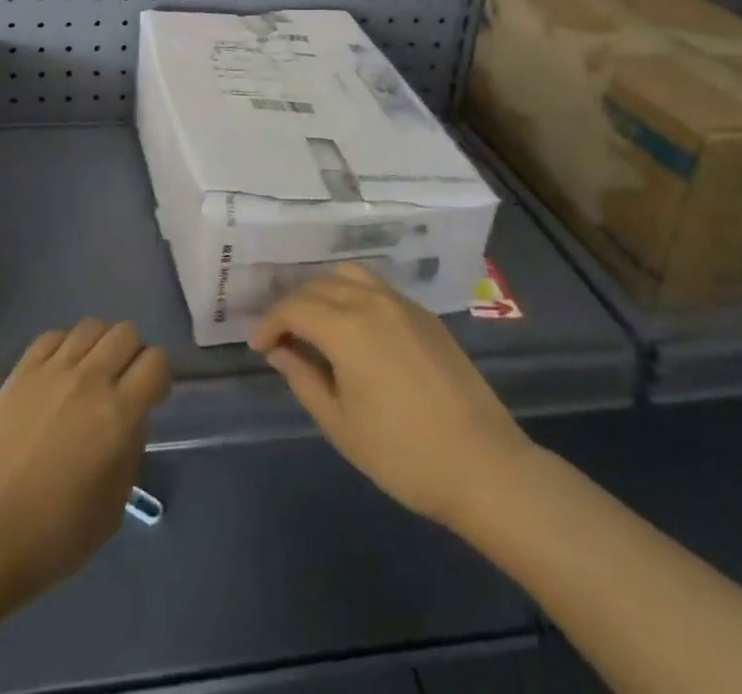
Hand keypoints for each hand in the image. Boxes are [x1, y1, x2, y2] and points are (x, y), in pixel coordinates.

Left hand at [0, 319, 169, 607]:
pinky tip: (60, 372)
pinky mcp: (21, 371)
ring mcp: (51, 371)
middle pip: (125, 333)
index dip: (159, 377)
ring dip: (100, 345)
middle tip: (122, 384)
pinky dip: (66, 345)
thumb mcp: (113, 506)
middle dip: (133, 354)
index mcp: (117, 415)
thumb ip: (130, 451)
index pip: (155, 362)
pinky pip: (54, 335)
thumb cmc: (53, 536)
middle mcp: (89, 380)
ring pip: (92, 326)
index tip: (151, 398)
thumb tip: (130, 418)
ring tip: (91, 374)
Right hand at [250, 266, 532, 532]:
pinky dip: (350, 293)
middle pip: (317, 285)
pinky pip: (375, 287)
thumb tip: (278, 350)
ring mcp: (401, 303)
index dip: (268, 322)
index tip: (257, 346)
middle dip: (291, 306)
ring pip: (347, 275)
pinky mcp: (424, 314)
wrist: (484, 465)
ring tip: (313, 323)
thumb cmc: (403, 454)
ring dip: (321, 291)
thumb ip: (303, 378)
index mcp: (345, 326)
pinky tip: (351, 325)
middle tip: (280, 336)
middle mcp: (371, 301)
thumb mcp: (340, 424)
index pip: (293, 307)